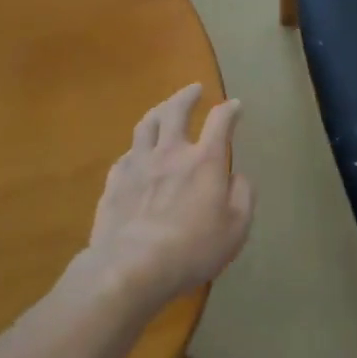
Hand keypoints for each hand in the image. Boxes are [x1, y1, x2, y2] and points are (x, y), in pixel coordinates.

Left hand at [76, 84, 253, 316]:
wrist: (129, 269)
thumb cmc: (191, 249)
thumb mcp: (236, 229)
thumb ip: (243, 196)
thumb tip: (237, 177)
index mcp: (204, 161)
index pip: (220, 121)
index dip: (229, 110)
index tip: (235, 106)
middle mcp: (171, 153)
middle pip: (176, 111)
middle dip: (187, 96)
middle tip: (194, 88)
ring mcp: (138, 166)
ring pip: (146, 125)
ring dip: (159, 111)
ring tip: (164, 108)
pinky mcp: (113, 184)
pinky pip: (125, 156)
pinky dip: (136, 149)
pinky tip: (137, 154)